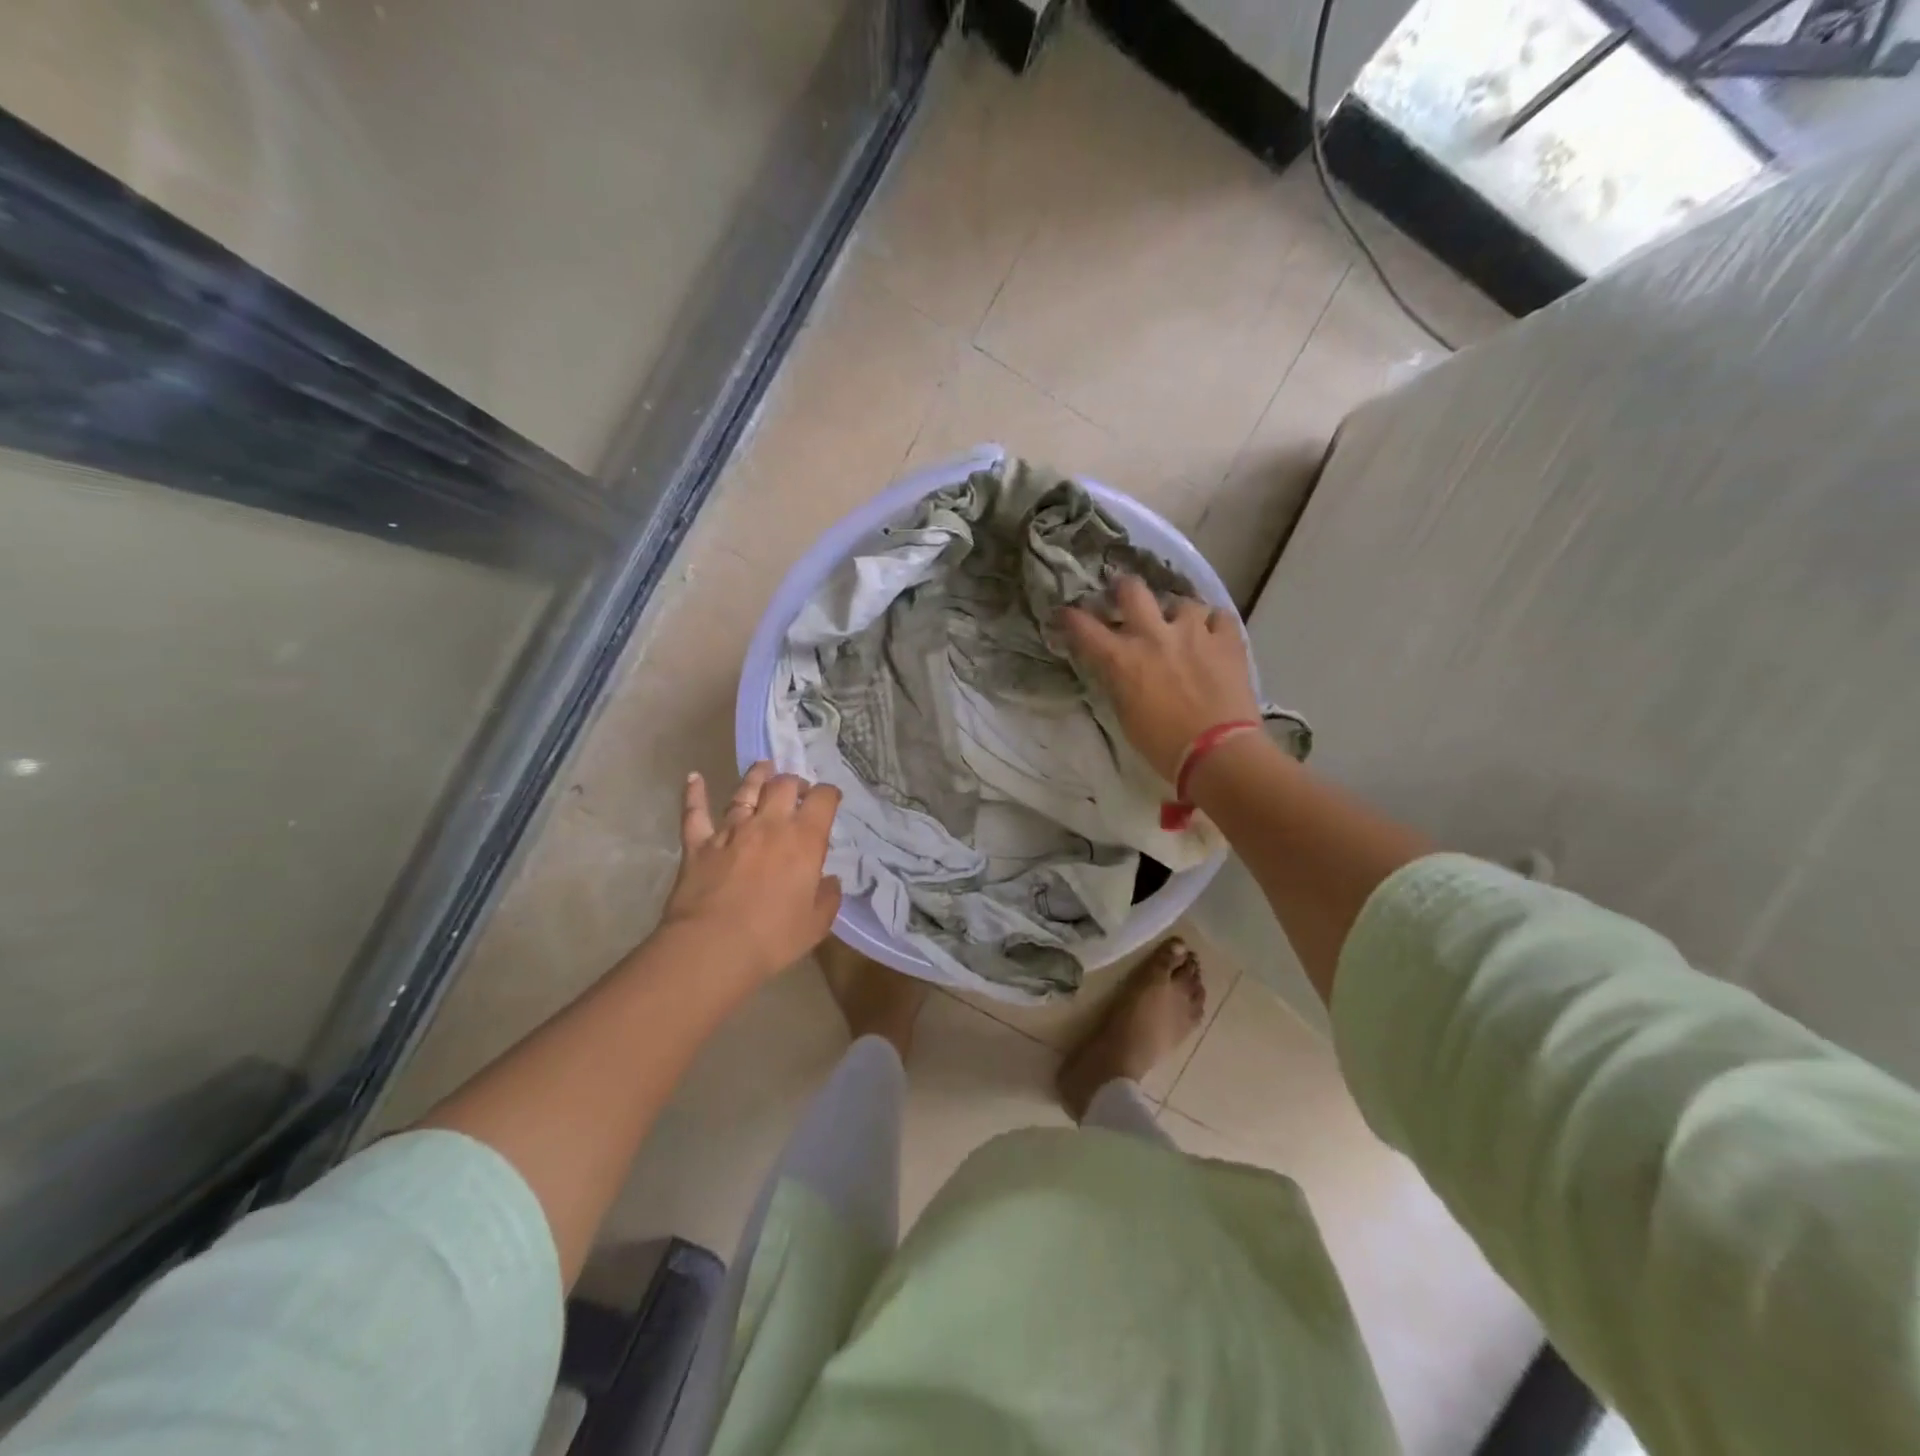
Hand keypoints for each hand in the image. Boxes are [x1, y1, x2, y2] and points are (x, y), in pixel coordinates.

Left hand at [659, 762, 842, 983]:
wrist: (713, 946)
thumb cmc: (773, 937)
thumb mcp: (816, 923)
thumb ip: (828, 897)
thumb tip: (830, 881)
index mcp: (804, 839)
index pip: (822, 800)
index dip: (829, 794)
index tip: (831, 798)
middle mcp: (769, 824)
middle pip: (783, 785)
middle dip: (794, 782)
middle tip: (797, 789)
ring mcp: (730, 830)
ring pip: (745, 791)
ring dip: (756, 777)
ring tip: (763, 767)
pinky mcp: (698, 843)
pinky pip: (695, 812)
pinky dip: (694, 793)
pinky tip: (694, 777)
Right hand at [1058, 576, 1259, 781]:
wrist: (1217, 753)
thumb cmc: (1162, 745)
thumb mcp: (1126, 715)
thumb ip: (1118, 682)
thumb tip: (1116, 668)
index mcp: (1122, 659)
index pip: (1084, 627)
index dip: (1070, 617)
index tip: (1066, 614)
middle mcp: (1154, 635)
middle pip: (1132, 590)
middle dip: (1124, 588)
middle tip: (1124, 593)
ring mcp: (1194, 632)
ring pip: (1182, 602)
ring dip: (1177, 614)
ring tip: (1182, 626)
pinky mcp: (1228, 640)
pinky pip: (1219, 617)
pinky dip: (1213, 624)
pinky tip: (1213, 636)